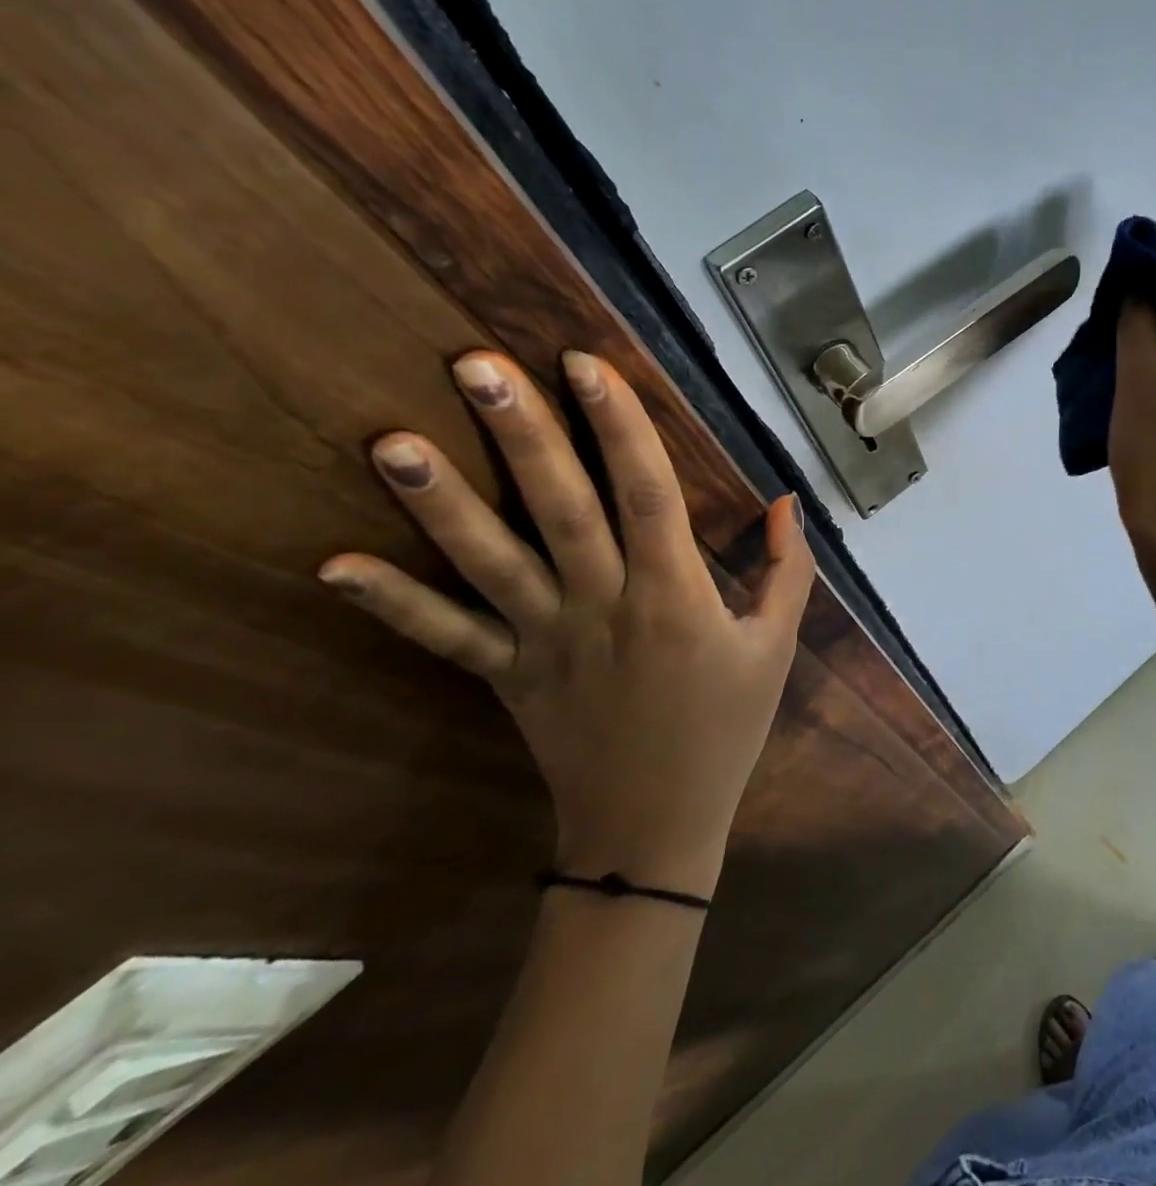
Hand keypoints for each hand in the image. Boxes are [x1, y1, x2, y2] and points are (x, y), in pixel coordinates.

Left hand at [318, 350, 813, 896]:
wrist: (656, 828)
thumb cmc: (726, 729)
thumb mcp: (775, 648)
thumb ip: (788, 572)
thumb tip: (787, 502)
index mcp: (676, 595)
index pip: (648, 493)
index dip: (620, 426)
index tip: (586, 363)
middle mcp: (604, 605)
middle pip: (561, 509)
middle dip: (523, 434)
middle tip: (476, 365)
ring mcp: (546, 642)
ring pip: (492, 563)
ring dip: (441, 503)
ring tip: (389, 441)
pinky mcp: (507, 677)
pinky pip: (447, 638)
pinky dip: (393, 604)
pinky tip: (333, 565)